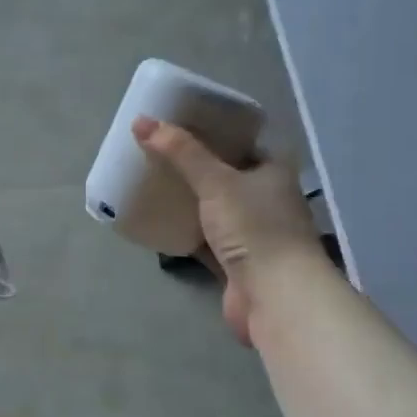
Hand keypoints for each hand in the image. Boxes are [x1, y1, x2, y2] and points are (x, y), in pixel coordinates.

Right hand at [134, 116, 321, 345]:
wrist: (275, 295)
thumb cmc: (255, 228)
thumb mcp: (216, 182)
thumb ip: (180, 152)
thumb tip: (141, 121)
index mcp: (273, 171)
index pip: (244, 142)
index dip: (215, 132)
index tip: (181, 125)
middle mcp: (268, 198)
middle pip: (227, 176)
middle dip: (196, 167)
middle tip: (160, 154)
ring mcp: (253, 233)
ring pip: (216, 210)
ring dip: (191, 202)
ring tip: (155, 184)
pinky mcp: (237, 263)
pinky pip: (206, 240)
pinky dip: (187, 233)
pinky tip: (161, 223)